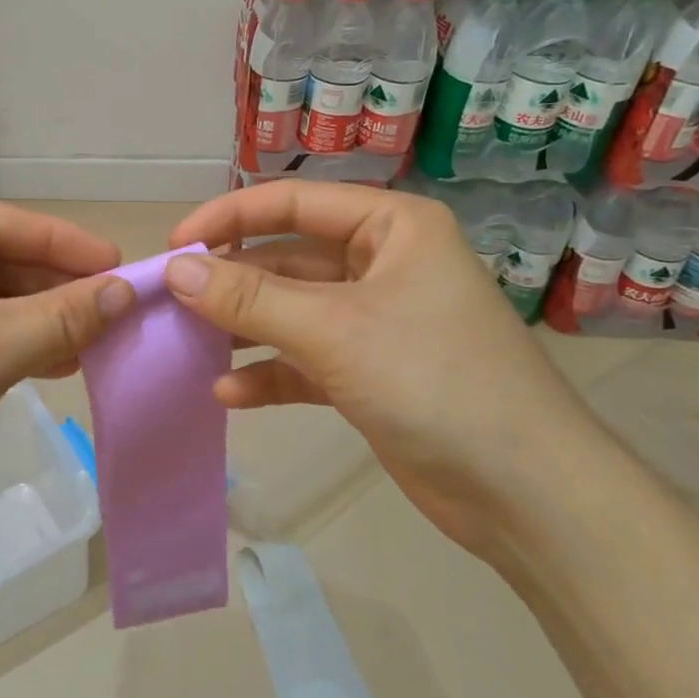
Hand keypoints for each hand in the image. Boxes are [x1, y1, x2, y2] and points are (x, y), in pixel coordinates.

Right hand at [164, 182, 606, 555]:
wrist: (527, 494)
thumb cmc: (433, 381)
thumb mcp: (332, 330)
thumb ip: (248, 297)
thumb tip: (176, 270)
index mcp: (391, 227)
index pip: (293, 203)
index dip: (228, 217)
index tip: (174, 245)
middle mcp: (383, 264)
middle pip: (287, 258)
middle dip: (231, 281)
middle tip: (171, 301)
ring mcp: (376, 321)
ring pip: (291, 311)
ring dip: (244, 328)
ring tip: (189, 345)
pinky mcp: (370, 374)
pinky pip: (305, 360)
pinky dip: (270, 372)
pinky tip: (230, 393)